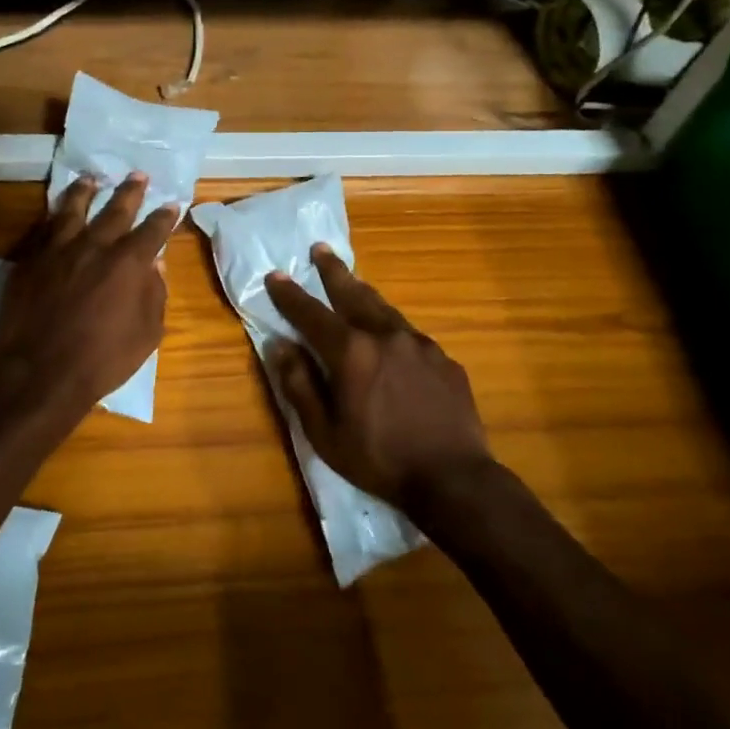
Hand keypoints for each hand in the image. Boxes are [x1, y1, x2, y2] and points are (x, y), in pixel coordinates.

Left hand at [0, 173, 177, 437]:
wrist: (41, 374)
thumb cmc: (104, 359)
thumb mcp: (147, 333)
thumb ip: (155, 293)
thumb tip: (157, 263)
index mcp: (129, 262)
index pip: (153, 230)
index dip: (165, 216)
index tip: (171, 204)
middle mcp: (96, 246)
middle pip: (116, 209)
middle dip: (131, 191)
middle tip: (138, 175)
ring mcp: (59, 250)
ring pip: (74, 209)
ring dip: (86, 191)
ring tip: (91, 179)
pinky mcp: (31, 261)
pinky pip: (45, 229)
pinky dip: (55, 216)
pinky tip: (57, 212)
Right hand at [264, 246, 491, 508]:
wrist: (454, 479)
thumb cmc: (379, 459)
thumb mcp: (325, 432)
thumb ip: (300, 385)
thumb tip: (281, 346)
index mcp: (352, 352)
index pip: (311, 314)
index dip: (290, 294)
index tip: (275, 275)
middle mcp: (385, 335)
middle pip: (353, 294)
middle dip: (333, 271)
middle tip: (320, 249)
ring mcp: (419, 344)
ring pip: (385, 309)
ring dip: (364, 293)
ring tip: (353, 283)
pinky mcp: (444, 359)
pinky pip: (410, 335)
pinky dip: (392, 328)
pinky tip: (392, 339)